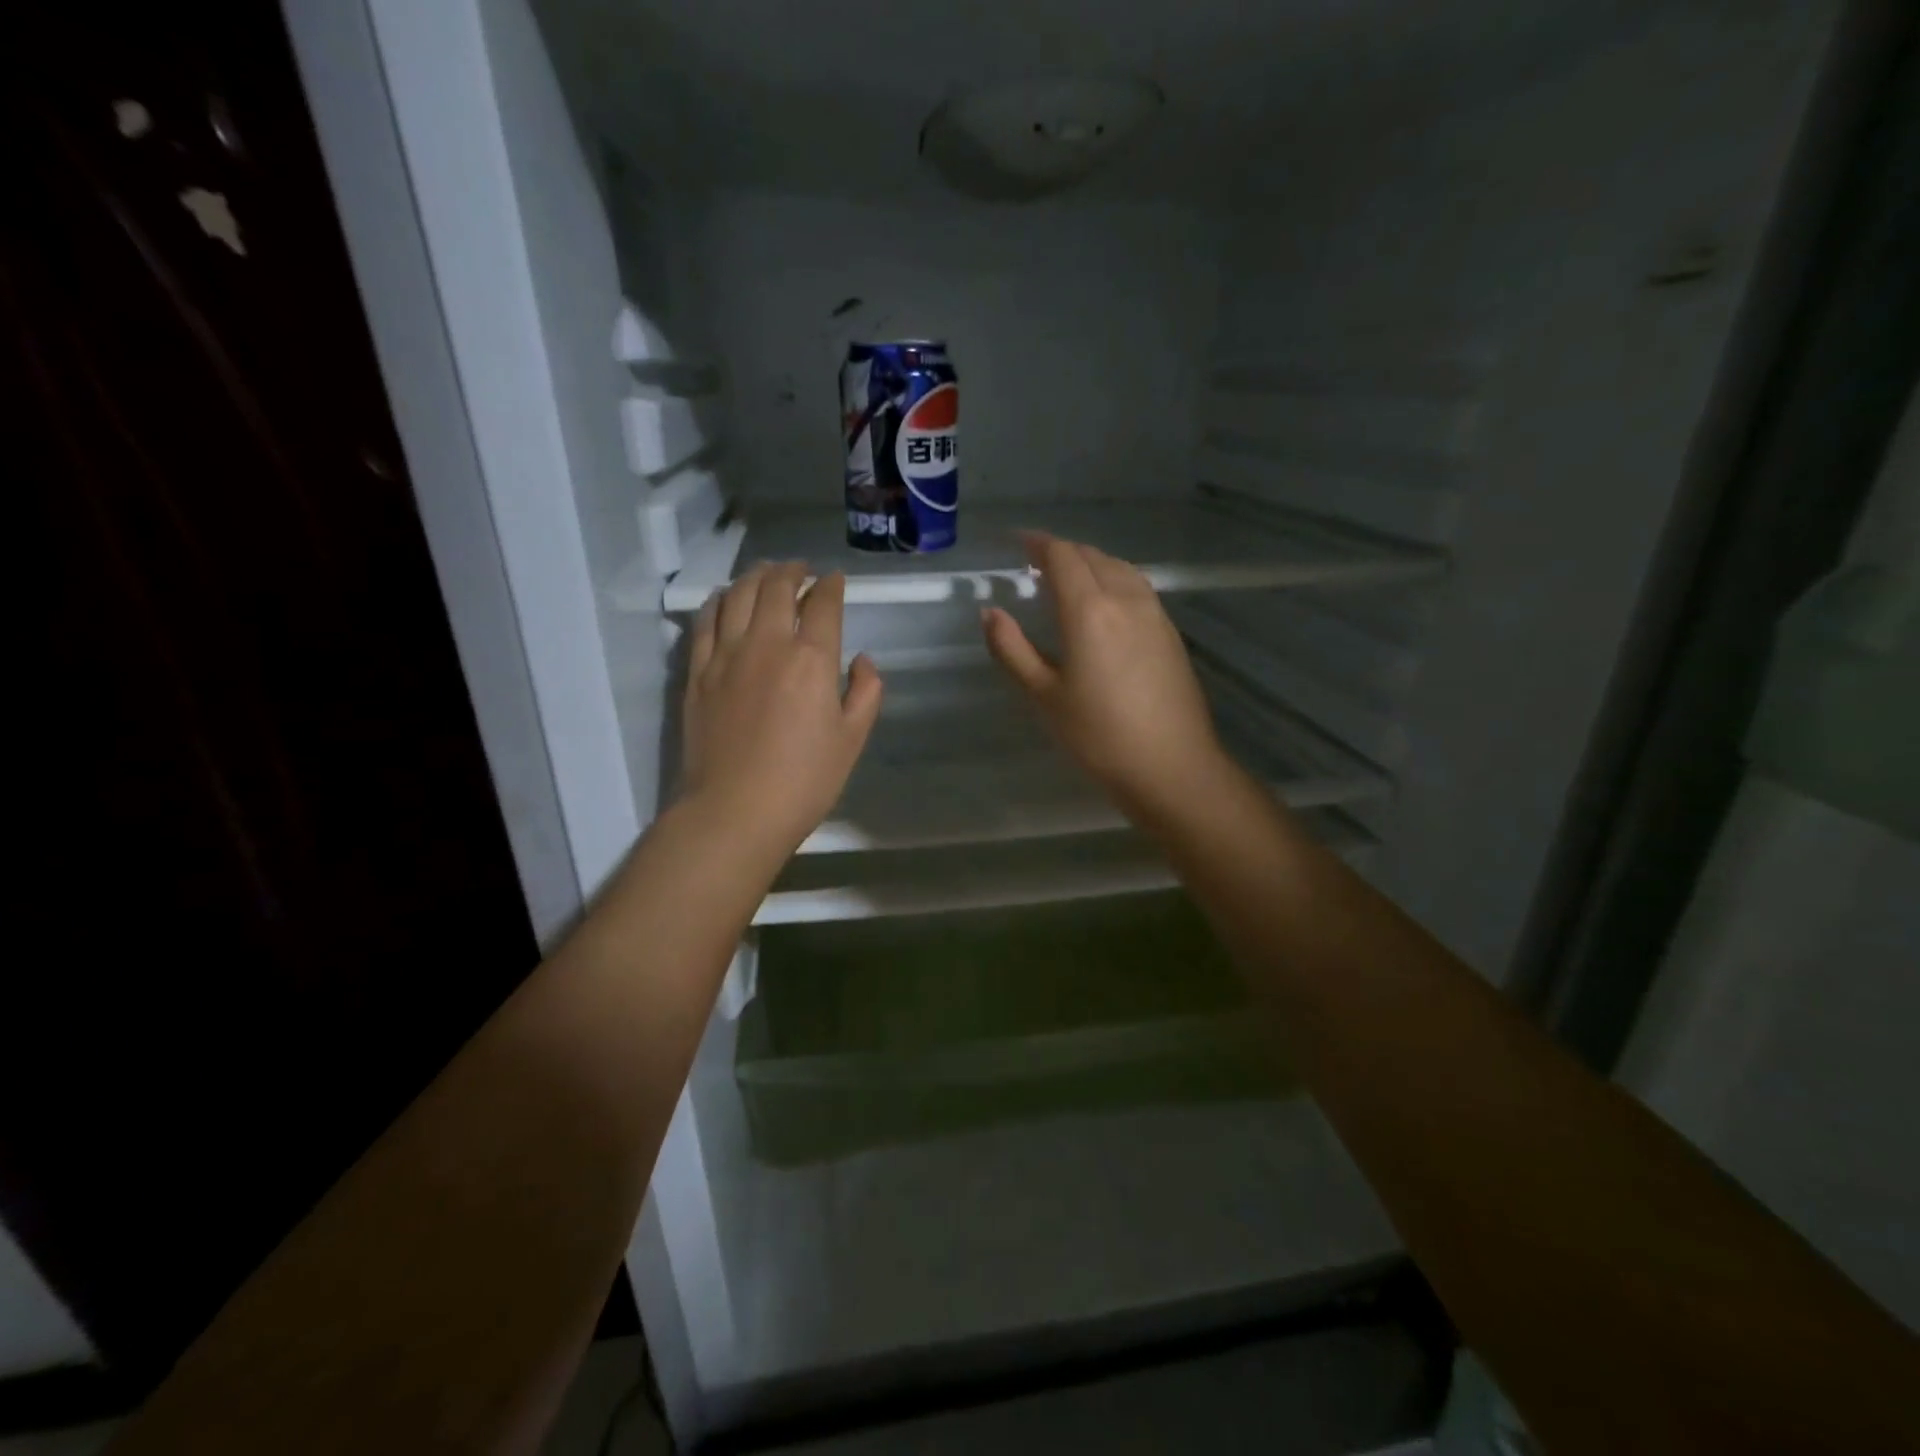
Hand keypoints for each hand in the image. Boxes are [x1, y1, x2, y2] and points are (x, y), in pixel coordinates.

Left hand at [683, 562, 882, 856]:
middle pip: (777, 588)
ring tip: (766, 574)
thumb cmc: (805, 781)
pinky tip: (726, 599)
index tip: (836, 580)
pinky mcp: (698, 672)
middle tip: (802, 570)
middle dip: (793, 571)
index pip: (823, 605)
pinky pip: (706, 621)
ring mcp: (726, 655)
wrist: (736, 811)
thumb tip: (862, 661)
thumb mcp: (853, 739)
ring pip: (739, 595)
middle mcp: (768, 644)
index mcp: (812, 659)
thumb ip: (865, 692)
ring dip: (756, 577)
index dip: (832, 587)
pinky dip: (719, 601)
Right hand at [982, 533, 1228, 819]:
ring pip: (1119, 568)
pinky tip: (1104, 603)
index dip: (1037, 543)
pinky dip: (1113, 579)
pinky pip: (1137, 587)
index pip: (1062, 557)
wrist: (1172, 766)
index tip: (1017, 543)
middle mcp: (1125, 599)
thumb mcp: (1044, 696)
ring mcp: (1154, 613)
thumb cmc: (1099, 736)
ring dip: (1090, 563)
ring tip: (1068, 579)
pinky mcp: (1170, 632)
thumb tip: (990, 612)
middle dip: (1062, 552)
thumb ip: (1012, 649)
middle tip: (1035, 564)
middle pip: (1092, 556)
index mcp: (1089, 610)